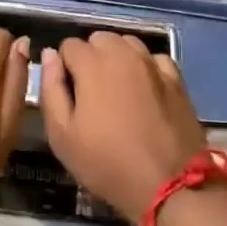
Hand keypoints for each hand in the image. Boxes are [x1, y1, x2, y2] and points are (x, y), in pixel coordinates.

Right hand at [40, 33, 206, 223]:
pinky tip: (145, 91)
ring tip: (118, 90)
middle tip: (91, 93)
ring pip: (128, 43)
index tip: (69, 95)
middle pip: (99, 39)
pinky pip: (154, 59)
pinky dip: (146, 67)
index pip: (68, 45)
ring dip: (118, 58)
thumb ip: (50, 88)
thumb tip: (50, 55)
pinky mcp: (177, 79)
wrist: (169, 186)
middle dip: (91, 57)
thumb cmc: (106, 163)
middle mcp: (123, 53)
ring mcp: (153, 64)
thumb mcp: (62, 135)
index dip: (64, 67)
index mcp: (92, 63)